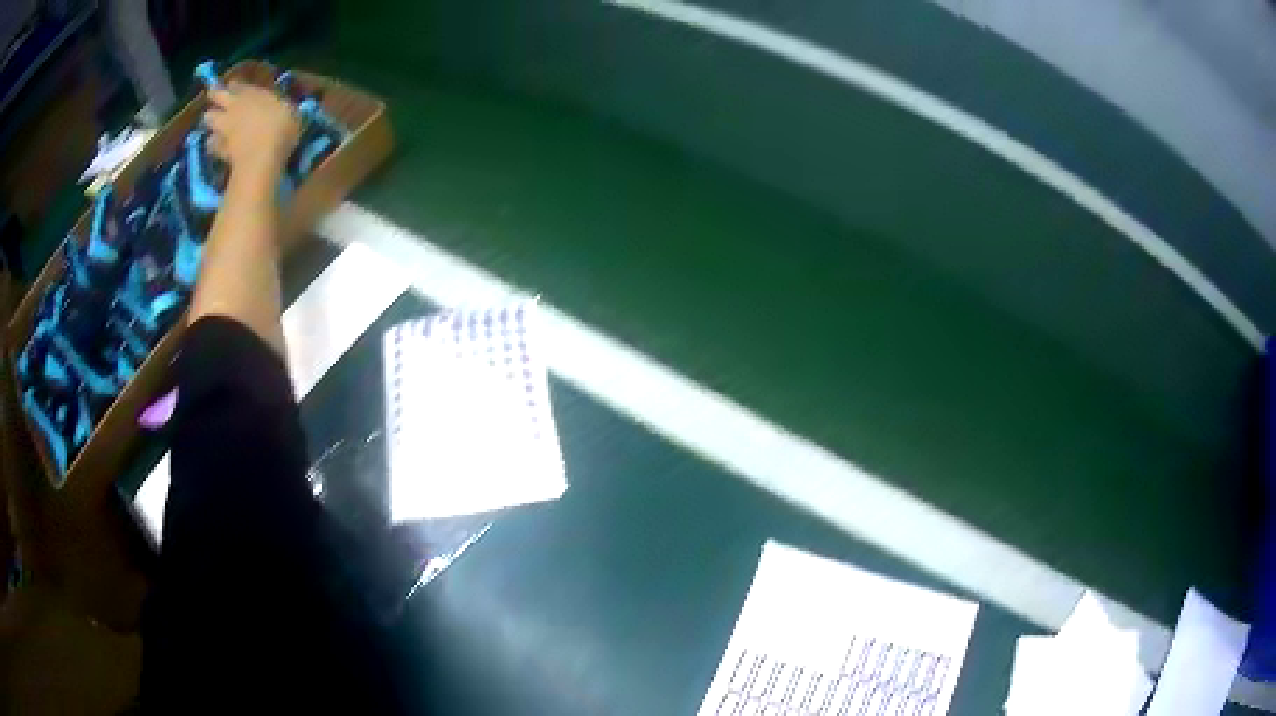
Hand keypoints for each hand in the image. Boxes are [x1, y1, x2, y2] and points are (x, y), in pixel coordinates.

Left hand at [204, 82, 301, 182]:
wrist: (261, 159)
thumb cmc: (281, 129)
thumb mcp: (289, 111)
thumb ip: (278, 106)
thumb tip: (278, 107)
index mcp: (251, 93)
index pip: (237, 84)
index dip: (235, 86)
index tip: (235, 87)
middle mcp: (234, 105)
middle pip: (217, 95)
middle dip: (215, 95)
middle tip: (215, 98)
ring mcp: (224, 127)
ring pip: (209, 118)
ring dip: (211, 120)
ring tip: (216, 123)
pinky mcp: (219, 148)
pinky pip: (212, 143)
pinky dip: (213, 144)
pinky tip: (218, 148)